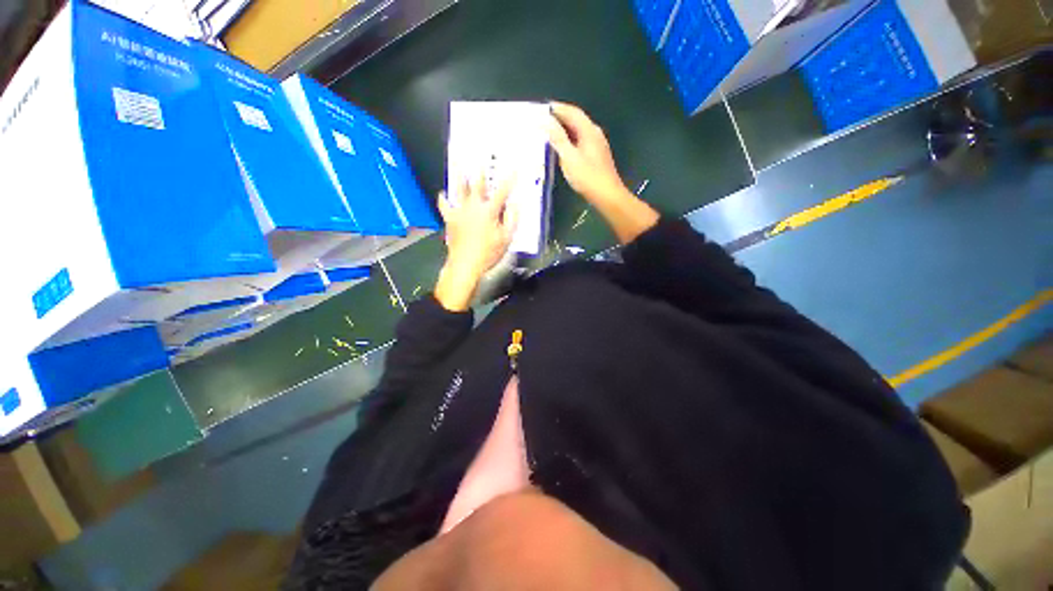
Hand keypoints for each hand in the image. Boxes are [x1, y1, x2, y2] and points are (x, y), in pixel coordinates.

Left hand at [434, 177, 516, 310]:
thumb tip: (515, 205)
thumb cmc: (488, 253)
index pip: (502, 192)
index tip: (513, 169)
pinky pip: (444, 206)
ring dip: (460, 177)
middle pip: (478, 185)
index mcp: (490, 211)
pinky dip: (442, 199)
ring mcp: (460, 211)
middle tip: (480, 160)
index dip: (509, 179)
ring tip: (458, 165)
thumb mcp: (507, 238)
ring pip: (459, 190)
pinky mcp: (450, 219)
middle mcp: (474, 207)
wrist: (465, 264)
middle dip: (480, 172)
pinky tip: (442, 193)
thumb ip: (512, 219)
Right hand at [547, 102, 629, 204]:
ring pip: (577, 128)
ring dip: (562, 126)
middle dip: (558, 116)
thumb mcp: (568, 156)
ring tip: (545, 129)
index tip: (540, 108)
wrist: (608, 196)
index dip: (557, 107)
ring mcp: (596, 143)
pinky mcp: (595, 152)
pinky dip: (567, 136)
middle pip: (575, 118)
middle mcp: (594, 133)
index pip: (572, 111)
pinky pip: (579, 137)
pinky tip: (558, 143)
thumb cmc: (588, 177)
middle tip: (539, 118)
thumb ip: (556, 137)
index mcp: (589, 131)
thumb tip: (544, 120)